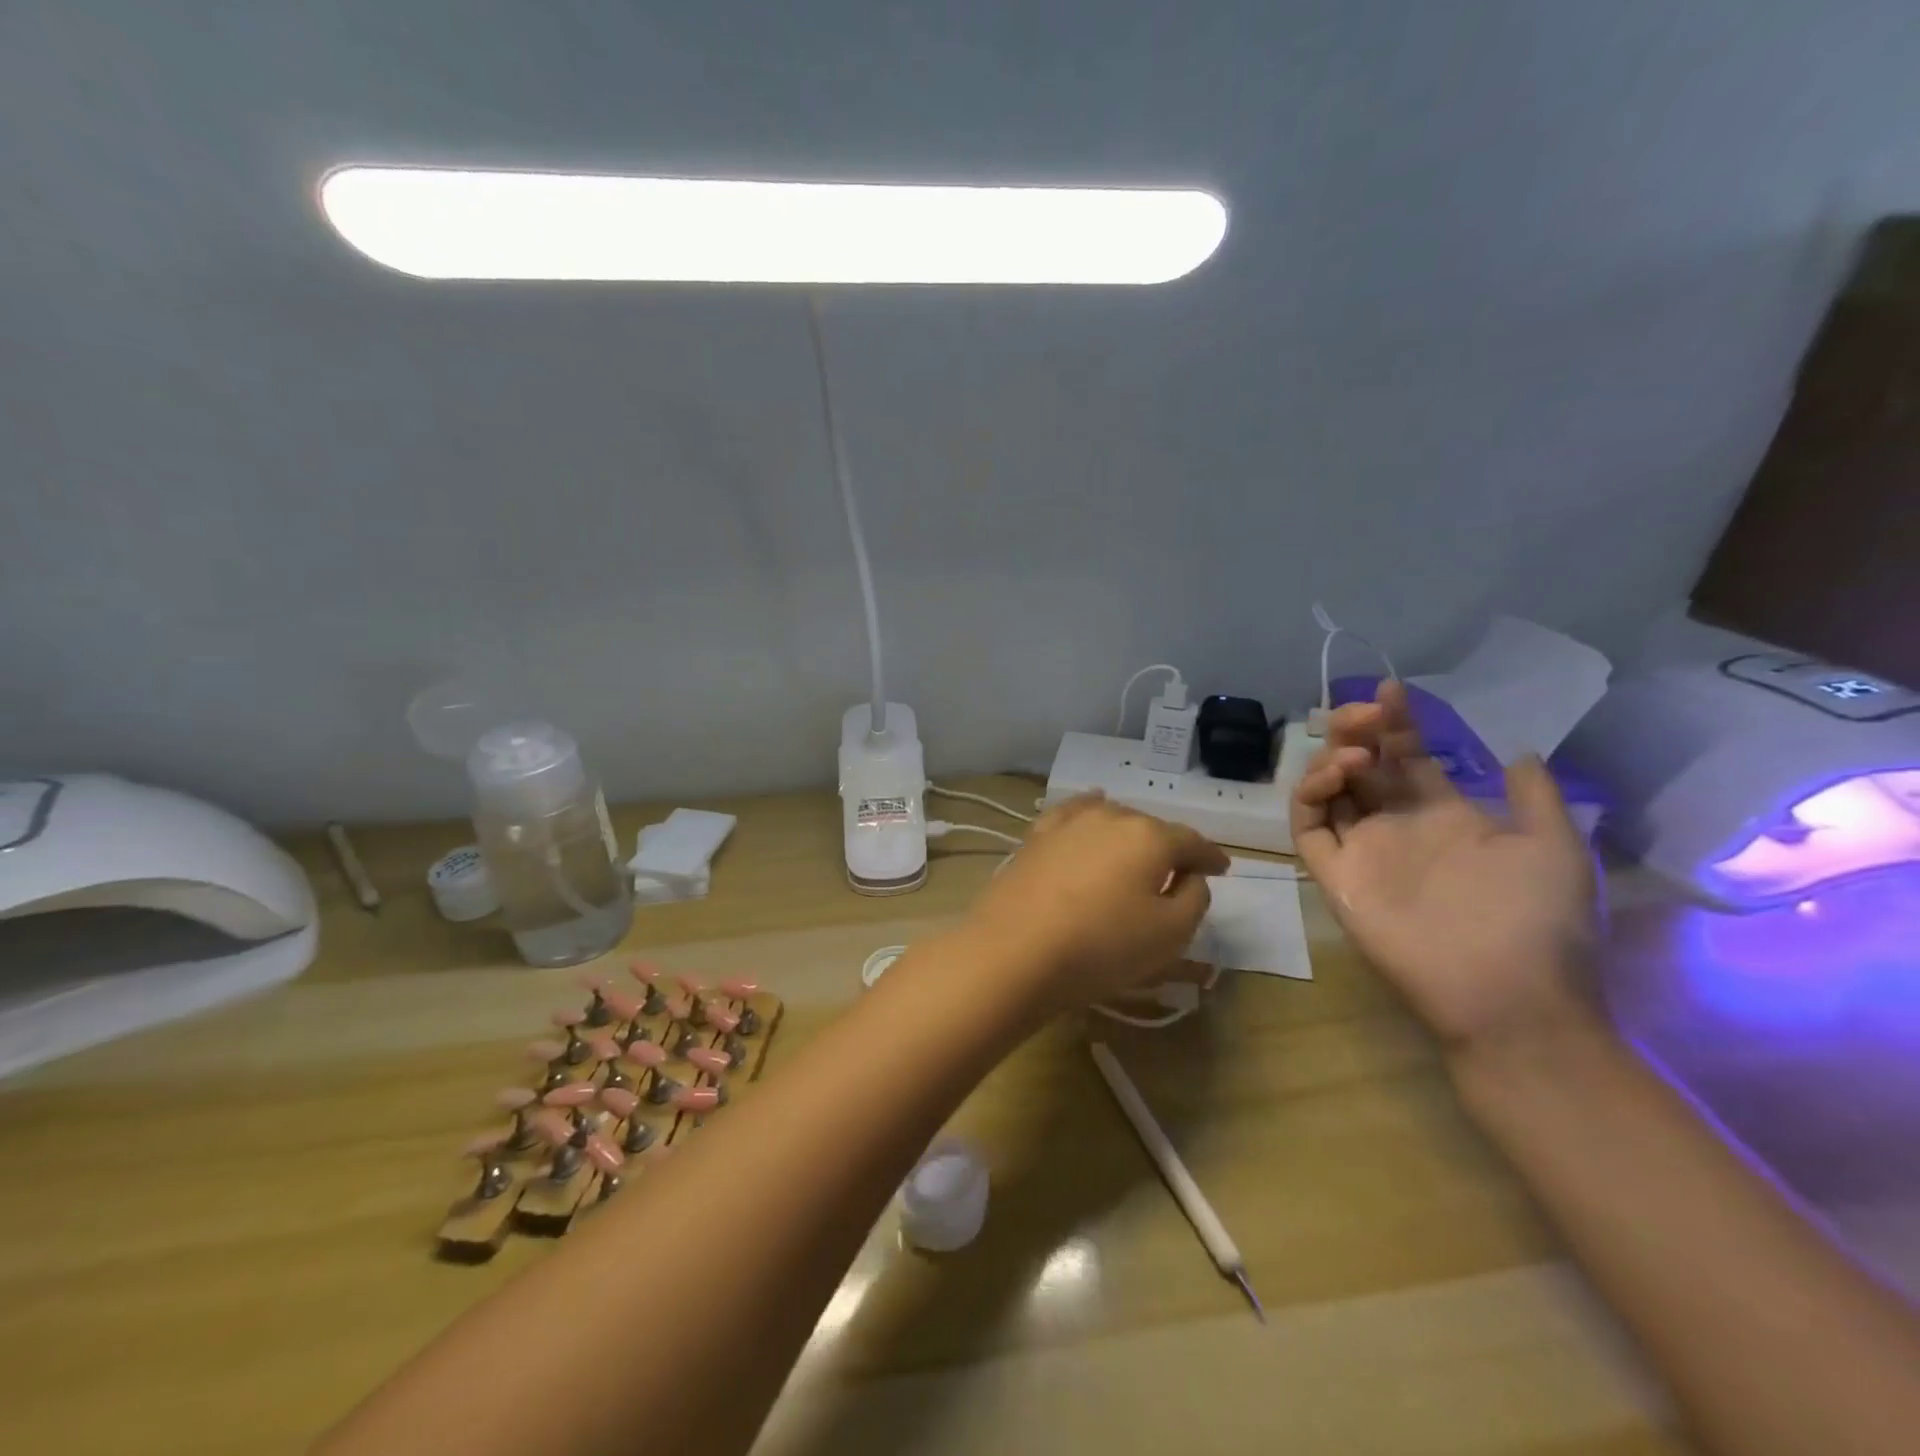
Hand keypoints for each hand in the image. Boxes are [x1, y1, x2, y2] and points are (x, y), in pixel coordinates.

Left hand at [964, 794, 1228, 1012]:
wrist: (1015, 950)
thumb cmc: (1102, 946)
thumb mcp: (1170, 935)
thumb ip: (1193, 899)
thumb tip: (1190, 876)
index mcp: (1151, 837)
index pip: (1192, 842)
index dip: (1211, 857)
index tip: (1222, 869)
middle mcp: (1111, 817)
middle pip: (1151, 828)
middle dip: (1168, 847)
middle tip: (1177, 871)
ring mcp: (1069, 823)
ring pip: (1113, 818)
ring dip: (1130, 834)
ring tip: (1137, 851)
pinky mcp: (1037, 836)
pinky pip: (1072, 814)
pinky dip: (1089, 810)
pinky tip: (1092, 806)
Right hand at [1290, 681, 1601, 1058]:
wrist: (1510, 994)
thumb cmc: (1539, 921)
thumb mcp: (1556, 848)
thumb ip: (1534, 799)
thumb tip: (1518, 752)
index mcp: (1444, 816)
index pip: (1408, 758)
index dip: (1397, 723)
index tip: (1392, 691)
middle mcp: (1397, 827)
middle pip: (1361, 766)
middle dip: (1356, 731)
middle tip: (1362, 713)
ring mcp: (1363, 850)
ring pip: (1328, 791)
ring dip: (1331, 759)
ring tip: (1353, 750)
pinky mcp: (1334, 875)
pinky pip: (1307, 828)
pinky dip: (1309, 796)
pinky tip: (1334, 777)